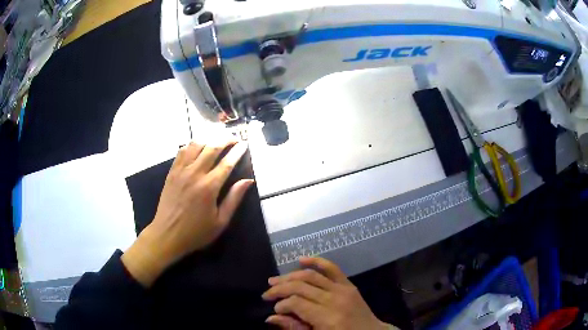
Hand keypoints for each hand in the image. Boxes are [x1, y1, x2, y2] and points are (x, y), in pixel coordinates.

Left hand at [122, 140, 252, 286]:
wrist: (167, 234)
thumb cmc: (196, 232)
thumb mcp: (220, 222)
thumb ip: (234, 199)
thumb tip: (248, 181)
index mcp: (209, 187)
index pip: (227, 163)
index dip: (237, 151)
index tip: (245, 144)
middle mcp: (195, 173)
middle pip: (212, 147)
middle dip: (225, 139)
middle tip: (234, 138)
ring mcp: (181, 171)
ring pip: (196, 145)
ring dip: (209, 139)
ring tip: (217, 140)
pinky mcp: (172, 172)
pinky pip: (182, 151)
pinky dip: (192, 145)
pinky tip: (198, 146)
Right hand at [263, 257, 395, 329]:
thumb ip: (295, 327)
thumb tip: (271, 318)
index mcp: (328, 318)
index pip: (296, 303)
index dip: (281, 305)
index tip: (275, 310)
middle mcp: (335, 300)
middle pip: (301, 287)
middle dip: (280, 288)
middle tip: (267, 293)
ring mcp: (343, 290)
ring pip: (312, 276)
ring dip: (291, 276)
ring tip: (274, 280)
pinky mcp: (349, 284)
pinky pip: (332, 268)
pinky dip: (316, 261)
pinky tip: (301, 259)